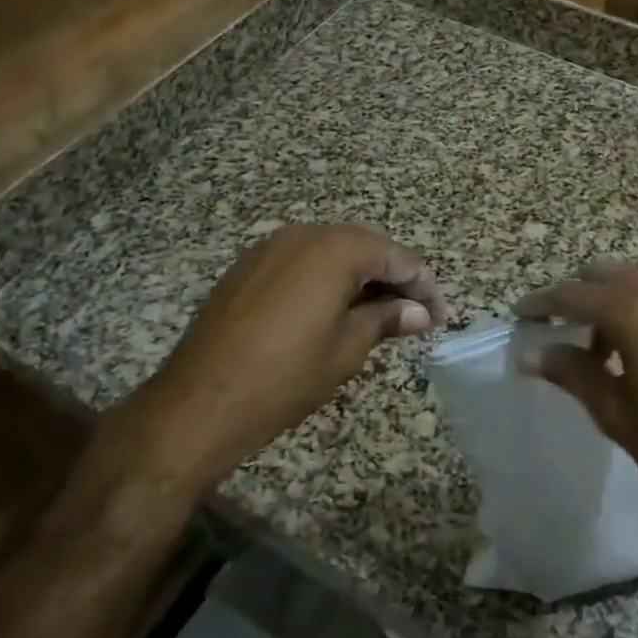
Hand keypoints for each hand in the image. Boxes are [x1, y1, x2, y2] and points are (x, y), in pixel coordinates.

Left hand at [146, 224, 444, 471]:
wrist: (198, 404)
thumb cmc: (285, 377)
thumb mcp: (347, 349)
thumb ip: (386, 319)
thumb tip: (420, 313)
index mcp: (335, 249)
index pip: (395, 256)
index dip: (423, 285)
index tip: (440, 315)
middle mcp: (304, 234)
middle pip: (364, 245)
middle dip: (393, 275)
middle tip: (414, 312)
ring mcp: (270, 247)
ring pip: (332, 250)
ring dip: (360, 275)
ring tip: (379, 312)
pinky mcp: (248, 267)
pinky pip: (302, 260)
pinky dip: (327, 277)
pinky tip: (335, 307)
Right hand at [515, 261, 637, 560]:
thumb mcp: (613, 412)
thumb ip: (572, 372)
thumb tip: (531, 353)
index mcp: (637, 315)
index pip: (576, 295)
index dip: (543, 303)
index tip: (520, 314)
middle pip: (607, 274)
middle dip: (576, 292)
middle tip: (554, 324)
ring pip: (636, 282)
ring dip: (608, 300)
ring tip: (594, 346)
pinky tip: (632, 349)